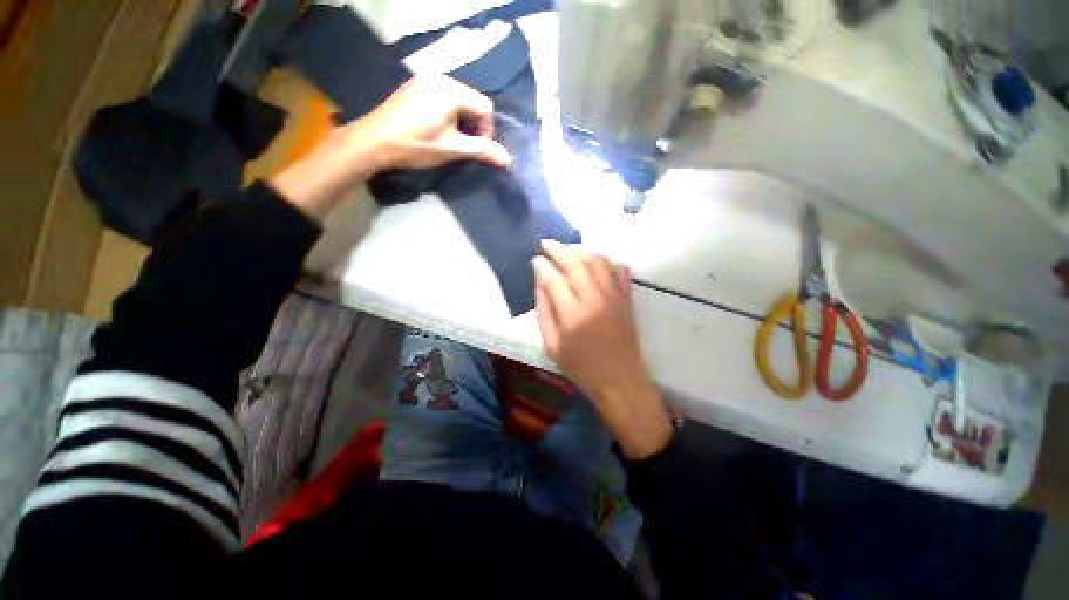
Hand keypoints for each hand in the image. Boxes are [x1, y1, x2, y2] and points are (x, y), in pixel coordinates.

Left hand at [270, 75, 509, 217]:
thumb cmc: (416, 144)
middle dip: (475, 126)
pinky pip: (443, 97)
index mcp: (451, 90)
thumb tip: (508, 159)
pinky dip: (449, 114)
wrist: (374, 141)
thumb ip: (482, 150)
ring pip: (458, 100)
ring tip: (453, 139)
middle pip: (472, 101)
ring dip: (462, 121)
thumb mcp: (452, 149)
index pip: (485, 107)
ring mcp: (425, 80)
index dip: (487, 131)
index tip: (478, 149)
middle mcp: (440, 78)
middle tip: (466, 146)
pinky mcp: (415, 87)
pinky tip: (439, 129)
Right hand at [532, 240, 672, 458]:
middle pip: (575, 264)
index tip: (536, 260)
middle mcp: (594, 299)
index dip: (542, 266)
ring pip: (598, 261)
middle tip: (546, 243)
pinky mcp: (627, 299)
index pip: (554, 279)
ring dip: (581, 250)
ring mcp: (614, 297)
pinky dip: (608, 260)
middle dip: (558, 249)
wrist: (620, 380)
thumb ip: (544, 314)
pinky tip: (597, 260)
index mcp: (572, 314)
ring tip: (569, 249)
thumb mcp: (552, 347)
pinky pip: (620, 270)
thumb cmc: (582, 368)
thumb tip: (540, 286)